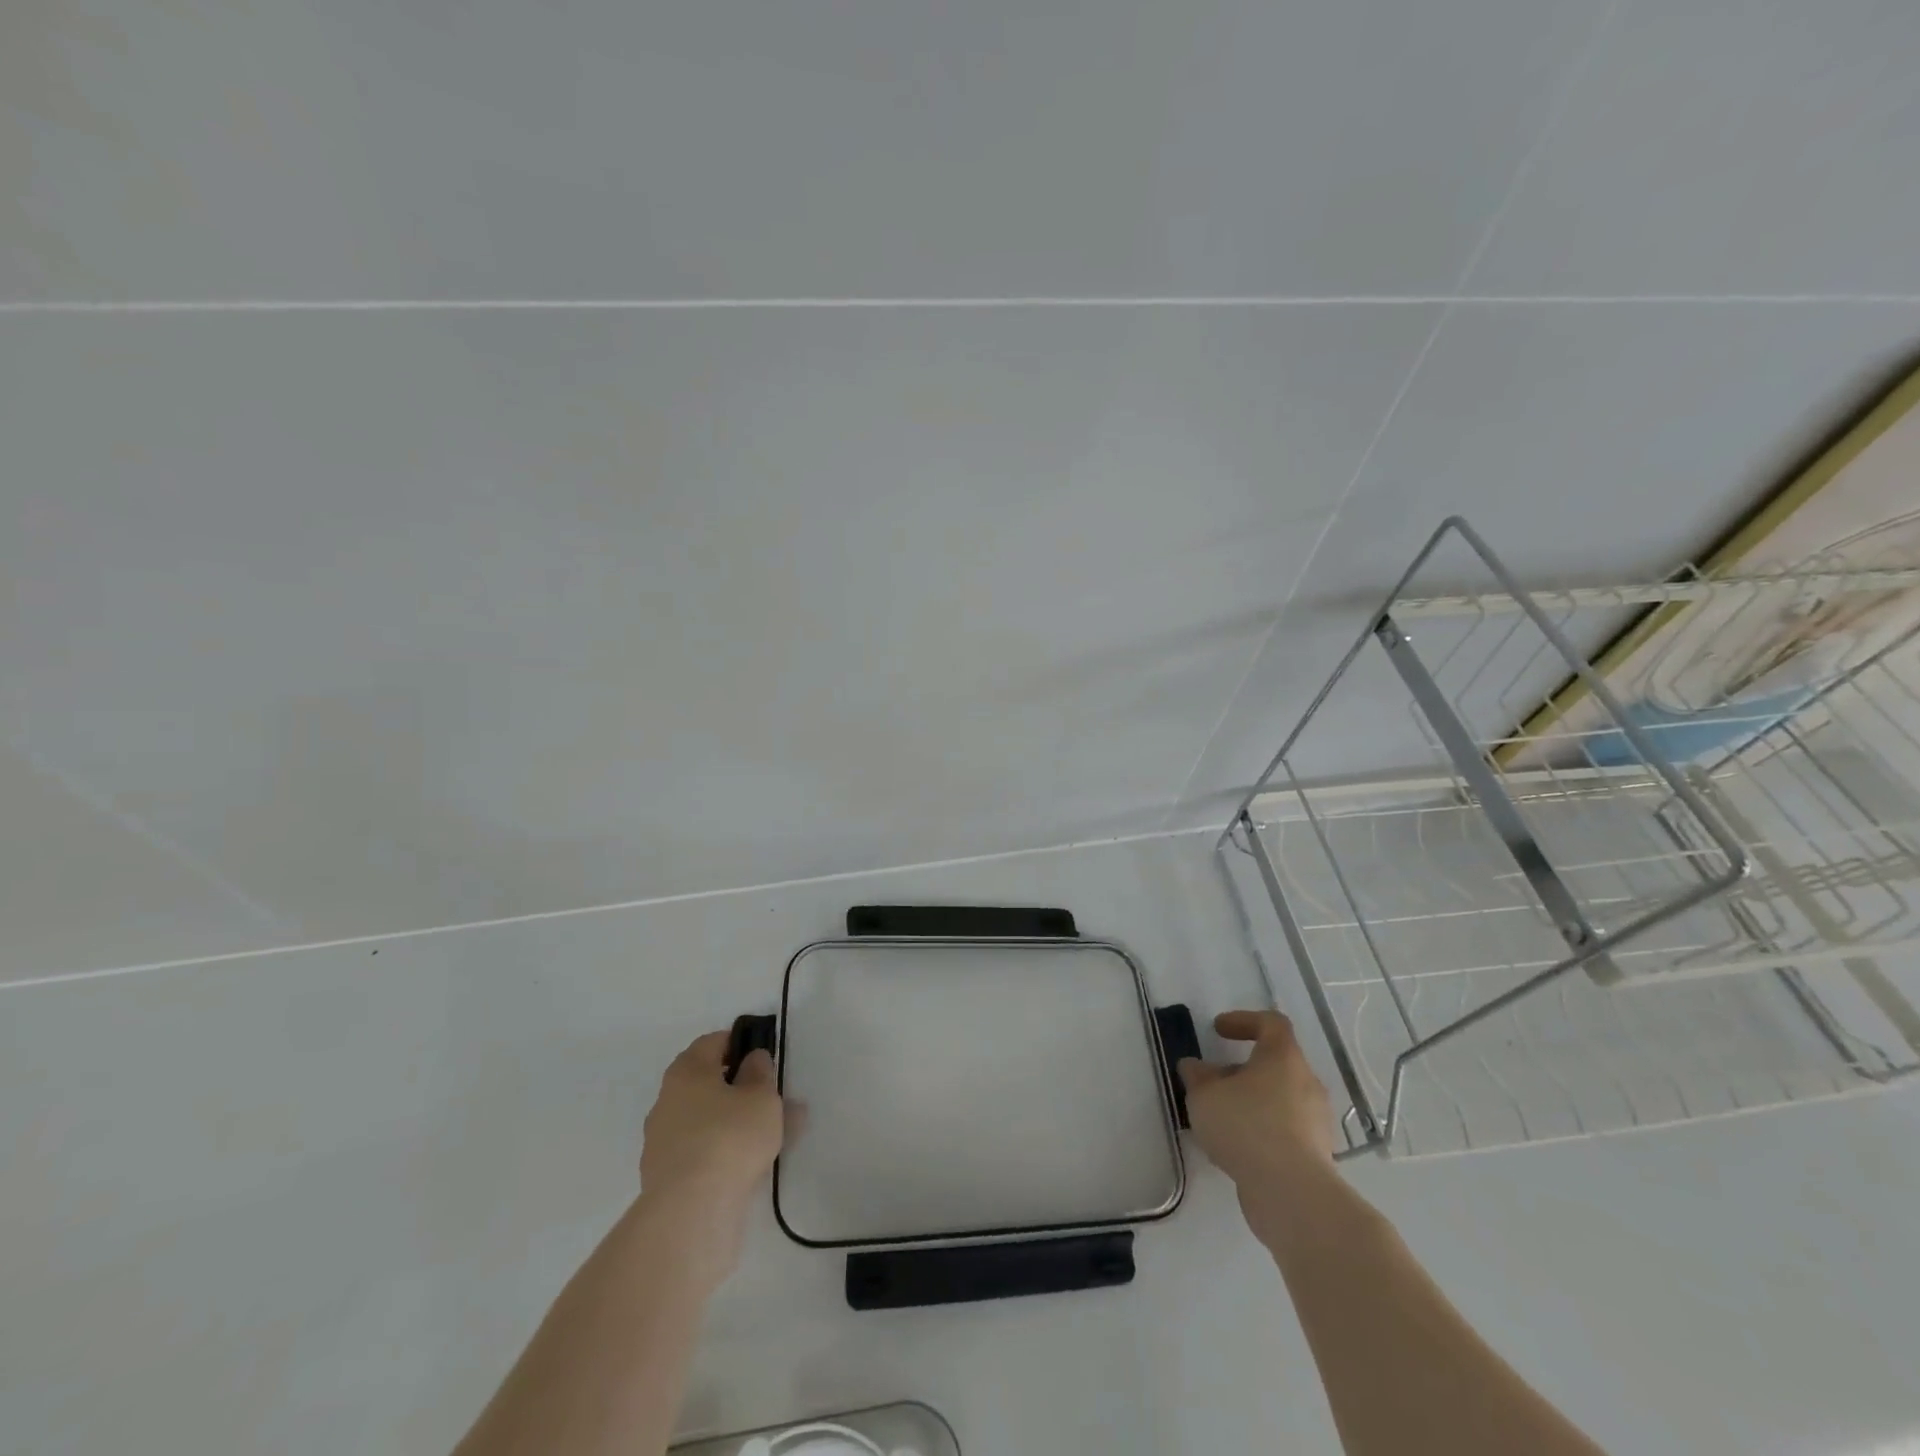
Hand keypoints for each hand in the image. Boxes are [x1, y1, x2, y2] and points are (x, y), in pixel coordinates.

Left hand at [640, 1031, 783, 1217]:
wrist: (690, 1212)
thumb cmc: (729, 1137)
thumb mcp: (761, 1095)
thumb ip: (760, 1072)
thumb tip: (751, 1061)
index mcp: (687, 1071)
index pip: (713, 1042)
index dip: (740, 1044)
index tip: (764, 1056)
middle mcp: (668, 1100)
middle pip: (708, 1083)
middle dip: (741, 1087)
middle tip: (772, 1097)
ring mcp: (663, 1141)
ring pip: (709, 1119)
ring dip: (738, 1121)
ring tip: (777, 1133)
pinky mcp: (667, 1177)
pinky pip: (704, 1150)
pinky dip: (727, 1150)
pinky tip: (756, 1161)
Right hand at [1178, 1010, 1333, 1206]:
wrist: (1292, 1194)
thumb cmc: (1246, 1126)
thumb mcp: (1204, 1095)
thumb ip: (1197, 1076)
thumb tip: (1196, 1067)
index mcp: (1283, 1058)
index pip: (1271, 1023)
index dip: (1244, 1020)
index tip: (1218, 1030)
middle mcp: (1306, 1083)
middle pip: (1275, 1064)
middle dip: (1242, 1069)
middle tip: (1214, 1081)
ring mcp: (1315, 1121)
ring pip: (1280, 1099)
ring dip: (1252, 1102)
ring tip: (1221, 1119)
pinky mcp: (1317, 1156)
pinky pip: (1286, 1130)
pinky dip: (1262, 1131)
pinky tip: (1237, 1147)